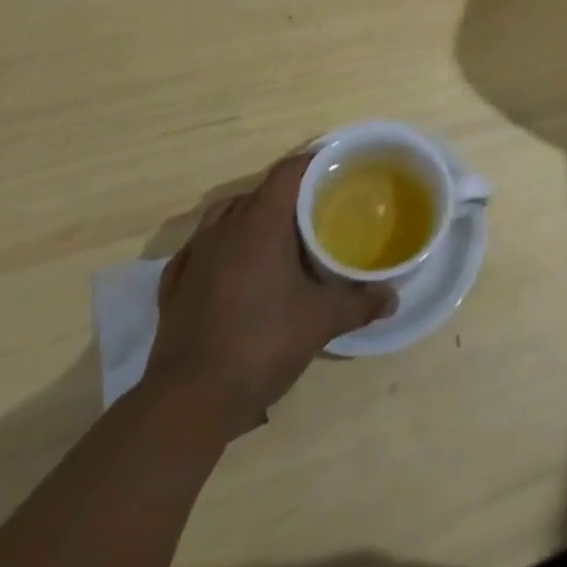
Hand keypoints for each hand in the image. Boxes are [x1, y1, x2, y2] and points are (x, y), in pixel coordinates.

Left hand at [145, 153, 395, 437]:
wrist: (187, 403)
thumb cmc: (260, 345)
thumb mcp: (320, 322)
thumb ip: (358, 303)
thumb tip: (392, 297)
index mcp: (260, 224)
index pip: (288, 173)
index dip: (312, 163)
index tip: (336, 167)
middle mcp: (223, 229)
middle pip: (259, 193)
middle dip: (287, 195)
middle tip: (316, 209)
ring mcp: (194, 257)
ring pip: (225, 217)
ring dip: (251, 218)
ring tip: (276, 238)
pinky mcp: (173, 288)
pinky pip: (200, 250)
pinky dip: (220, 249)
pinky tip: (231, 269)